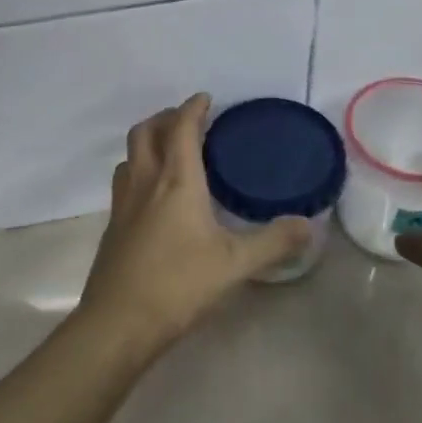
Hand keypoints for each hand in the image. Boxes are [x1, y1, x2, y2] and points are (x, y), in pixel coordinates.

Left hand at [75, 94, 311, 354]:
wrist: (118, 323)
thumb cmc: (178, 285)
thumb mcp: (235, 264)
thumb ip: (273, 242)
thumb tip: (309, 225)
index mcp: (176, 181)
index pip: (180, 128)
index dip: (192, 108)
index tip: (206, 99)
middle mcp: (145, 183)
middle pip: (145, 132)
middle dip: (165, 118)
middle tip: (188, 120)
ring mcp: (123, 204)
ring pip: (129, 156)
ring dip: (148, 143)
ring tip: (169, 151)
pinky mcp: (112, 227)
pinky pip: (124, 182)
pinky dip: (139, 170)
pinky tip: (154, 196)